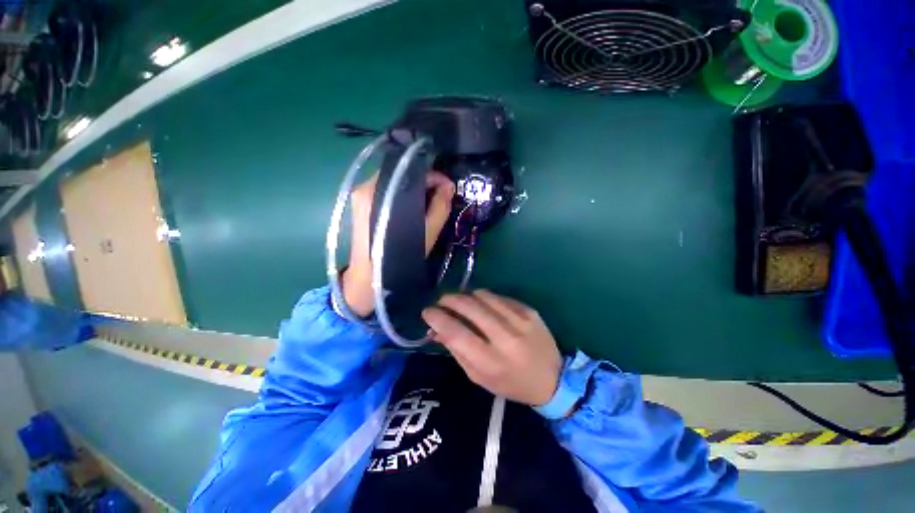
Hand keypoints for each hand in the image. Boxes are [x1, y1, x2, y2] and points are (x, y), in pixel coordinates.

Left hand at [342, 171, 455, 315]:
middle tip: (441, 195)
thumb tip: (449, 186)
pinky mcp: (358, 202)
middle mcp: (366, 186)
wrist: (370, 277)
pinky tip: (412, 206)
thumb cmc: (401, 255)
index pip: (413, 171)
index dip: (435, 177)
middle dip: (425, 182)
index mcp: (382, 191)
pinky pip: (385, 189)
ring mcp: (360, 194)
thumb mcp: (428, 231)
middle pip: (402, 173)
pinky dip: (402, 194)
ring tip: (429, 201)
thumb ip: (440, 206)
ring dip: (414, 188)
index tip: (448, 187)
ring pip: (394, 181)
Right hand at [422, 290, 562, 405]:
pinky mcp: (529, 311)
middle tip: (442, 301)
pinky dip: (486, 298)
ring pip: (484, 296)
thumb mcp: (479, 377)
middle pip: (469, 307)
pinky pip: (499, 297)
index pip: (456, 333)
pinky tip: (484, 306)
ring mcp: (520, 320)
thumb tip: (435, 330)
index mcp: (490, 362)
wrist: (552, 379)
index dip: (437, 319)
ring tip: (462, 302)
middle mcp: (505, 338)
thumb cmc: (510, 383)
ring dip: (467, 296)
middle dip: (450, 300)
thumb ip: (456, 351)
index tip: (427, 312)